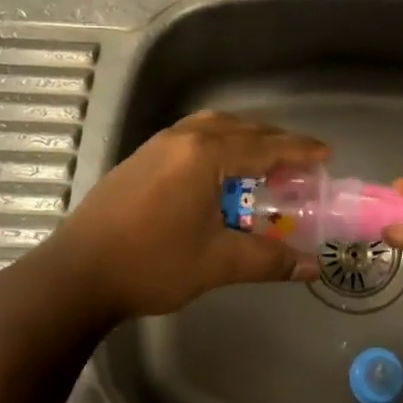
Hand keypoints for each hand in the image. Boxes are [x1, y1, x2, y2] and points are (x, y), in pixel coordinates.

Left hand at [38, 110, 329, 321]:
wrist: (76, 274)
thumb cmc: (151, 264)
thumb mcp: (217, 263)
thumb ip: (269, 260)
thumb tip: (312, 268)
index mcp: (205, 155)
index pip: (265, 146)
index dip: (299, 150)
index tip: (326, 153)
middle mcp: (183, 138)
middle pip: (241, 129)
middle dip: (274, 142)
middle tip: (300, 164)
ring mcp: (158, 145)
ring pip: (214, 128)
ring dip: (244, 139)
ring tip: (264, 163)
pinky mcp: (142, 158)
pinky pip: (193, 136)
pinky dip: (219, 144)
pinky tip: (220, 172)